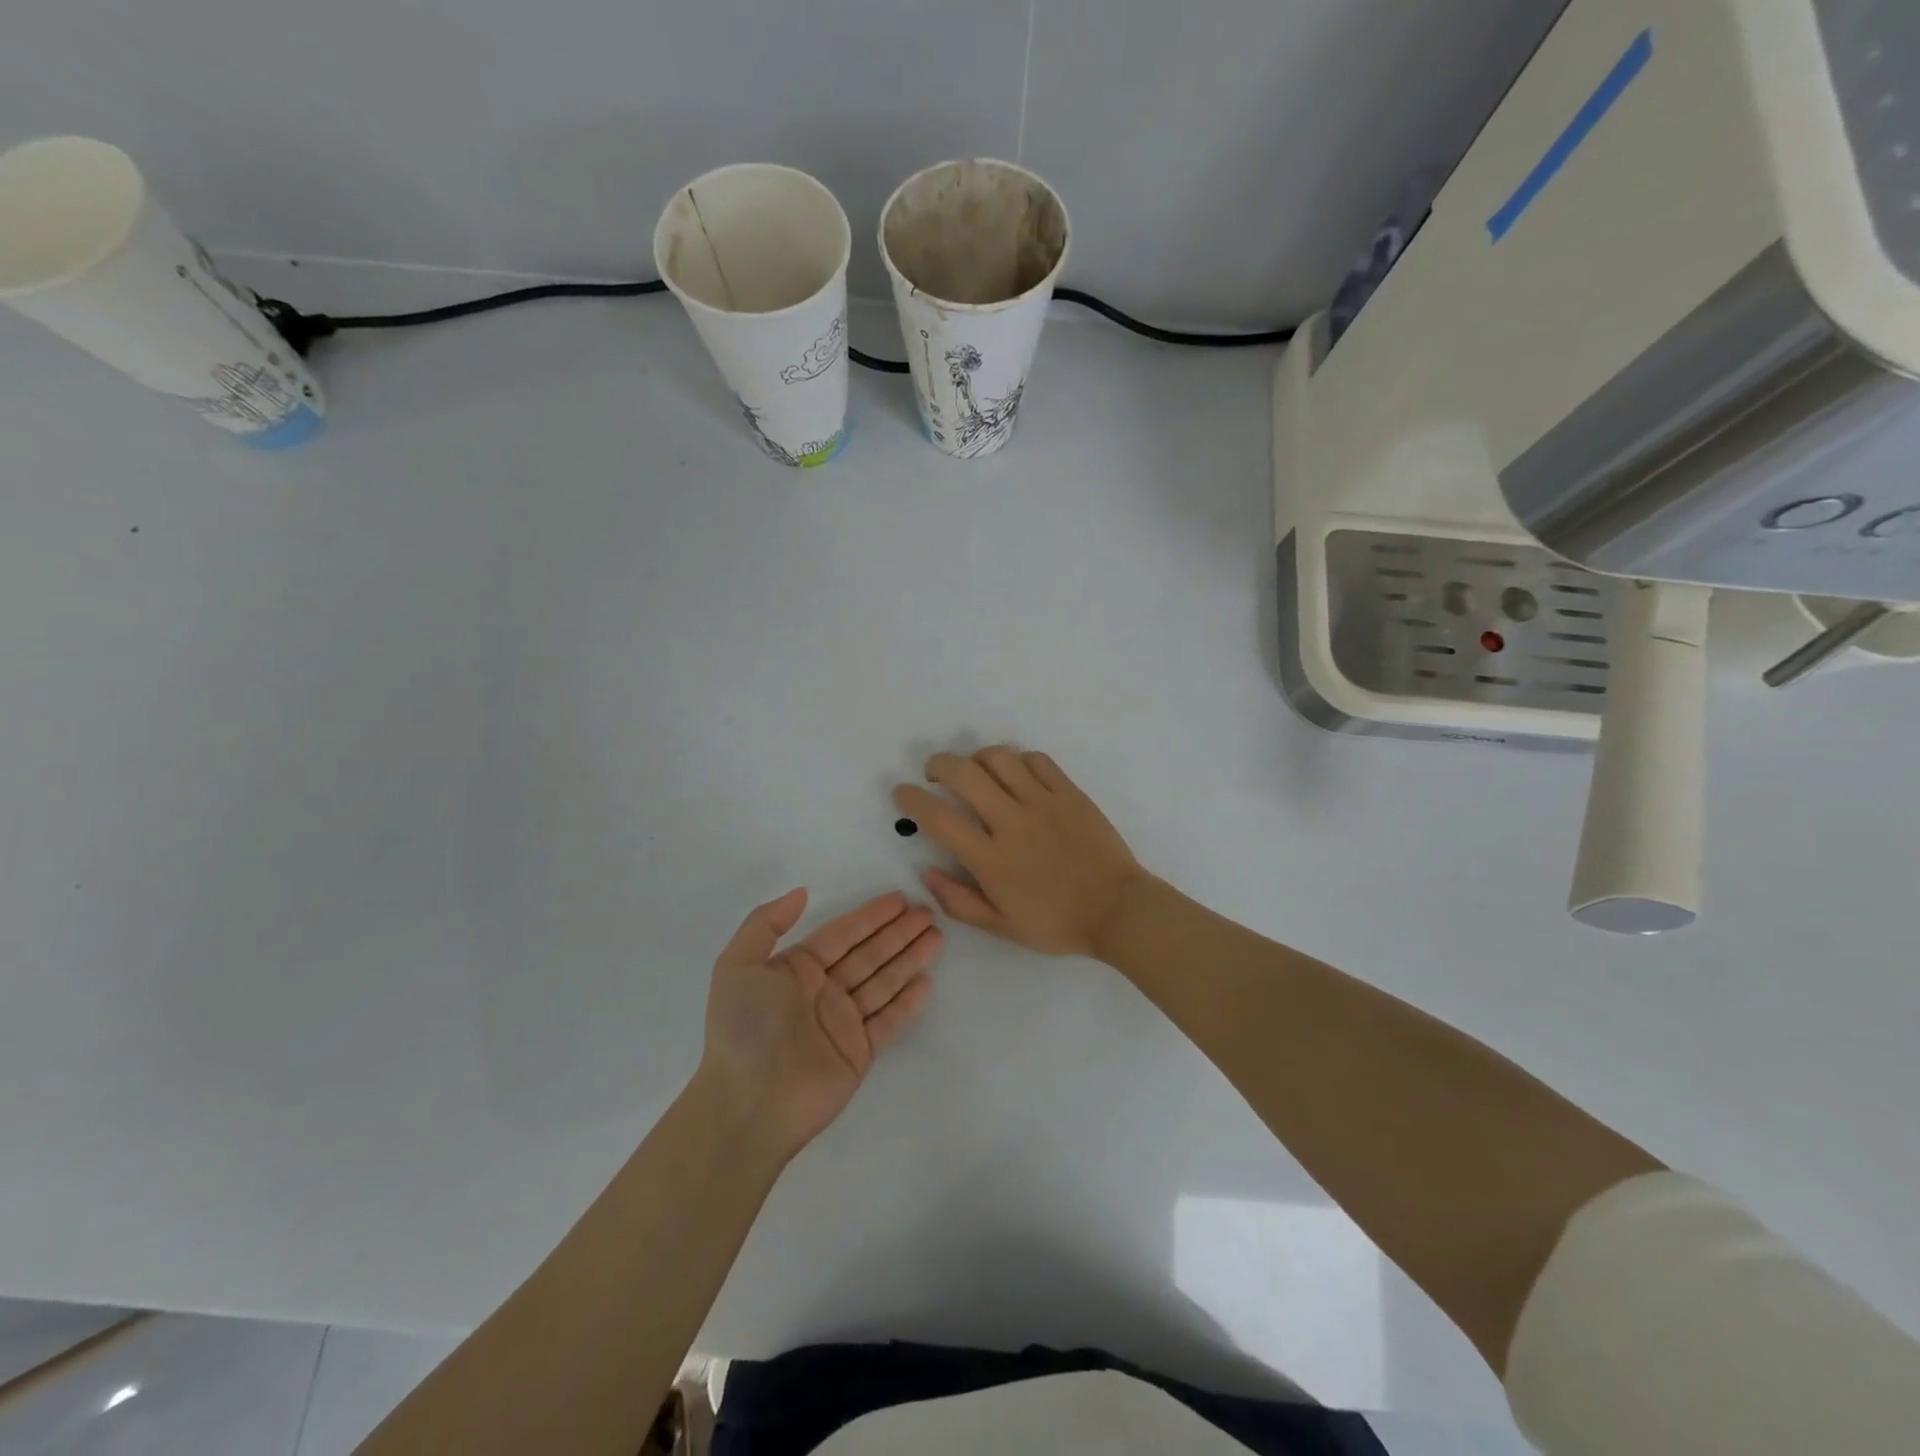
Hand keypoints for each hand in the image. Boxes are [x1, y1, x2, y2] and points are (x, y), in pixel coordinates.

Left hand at [698, 889, 939, 1162]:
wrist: (747, 1103)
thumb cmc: (743, 1028)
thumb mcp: (737, 965)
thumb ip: (766, 923)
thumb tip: (802, 892)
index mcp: (796, 970)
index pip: (842, 935)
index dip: (871, 916)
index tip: (900, 899)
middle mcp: (822, 992)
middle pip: (869, 954)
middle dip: (898, 933)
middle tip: (929, 912)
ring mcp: (842, 1023)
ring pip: (884, 981)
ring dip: (909, 958)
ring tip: (937, 936)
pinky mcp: (858, 1052)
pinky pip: (888, 1020)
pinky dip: (907, 1001)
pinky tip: (927, 980)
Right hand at [893, 747, 1145, 958]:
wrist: (1118, 910)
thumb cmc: (1057, 923)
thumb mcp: (1001, 926)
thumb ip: (958, 900)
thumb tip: (925, 871)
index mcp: (991, 859)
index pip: (938, 818)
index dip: (912, 799)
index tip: (901, 792)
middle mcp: (1012, 822)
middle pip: (963, 773)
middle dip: (939, 764)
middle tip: (934, 774)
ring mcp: (1043, 803)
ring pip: (999, 758)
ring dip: (977, 757)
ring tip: (975, 770)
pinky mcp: (1069, 792)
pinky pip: (1037, 760)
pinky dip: (1017, 760)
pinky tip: (1014, 774)